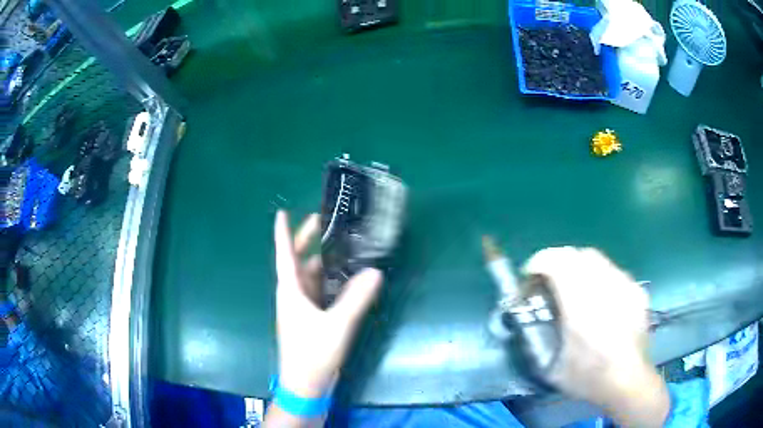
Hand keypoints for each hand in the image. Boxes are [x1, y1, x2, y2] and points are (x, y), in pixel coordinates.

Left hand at [273, 210, 383, 397]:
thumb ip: (357, 298)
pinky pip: (321, 293)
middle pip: (299, 261)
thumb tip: (375, 271)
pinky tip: (349, 279)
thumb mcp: (337, 325)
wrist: (306, 385)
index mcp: (291, 290)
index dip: (283, 232)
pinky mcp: (312, 320)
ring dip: (325, 262)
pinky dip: (332, 282)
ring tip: (345, 246)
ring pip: (312, 277)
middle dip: (309, 241)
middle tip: (324, 222)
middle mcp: (294, 295)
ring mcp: (302, 308)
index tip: (282, 212)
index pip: (284, 254)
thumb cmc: (313, 353)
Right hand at [523, 247, 669, 427]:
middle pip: (578, 254)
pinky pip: (614, 272)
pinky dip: (601, 277)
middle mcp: (604, 288)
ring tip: (576, 288)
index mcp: (580, 306)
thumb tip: (526, 322)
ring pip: (598, 259)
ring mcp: (624, 286)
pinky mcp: (637, 291)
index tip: (530, 273)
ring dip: (580, 267)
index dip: (540, 261)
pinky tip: (601, 299)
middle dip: (559, 261)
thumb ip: (538, 341)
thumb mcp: (553, 367)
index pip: (558, 262)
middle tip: (551, 280)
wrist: (628, 381)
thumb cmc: (588, 377)